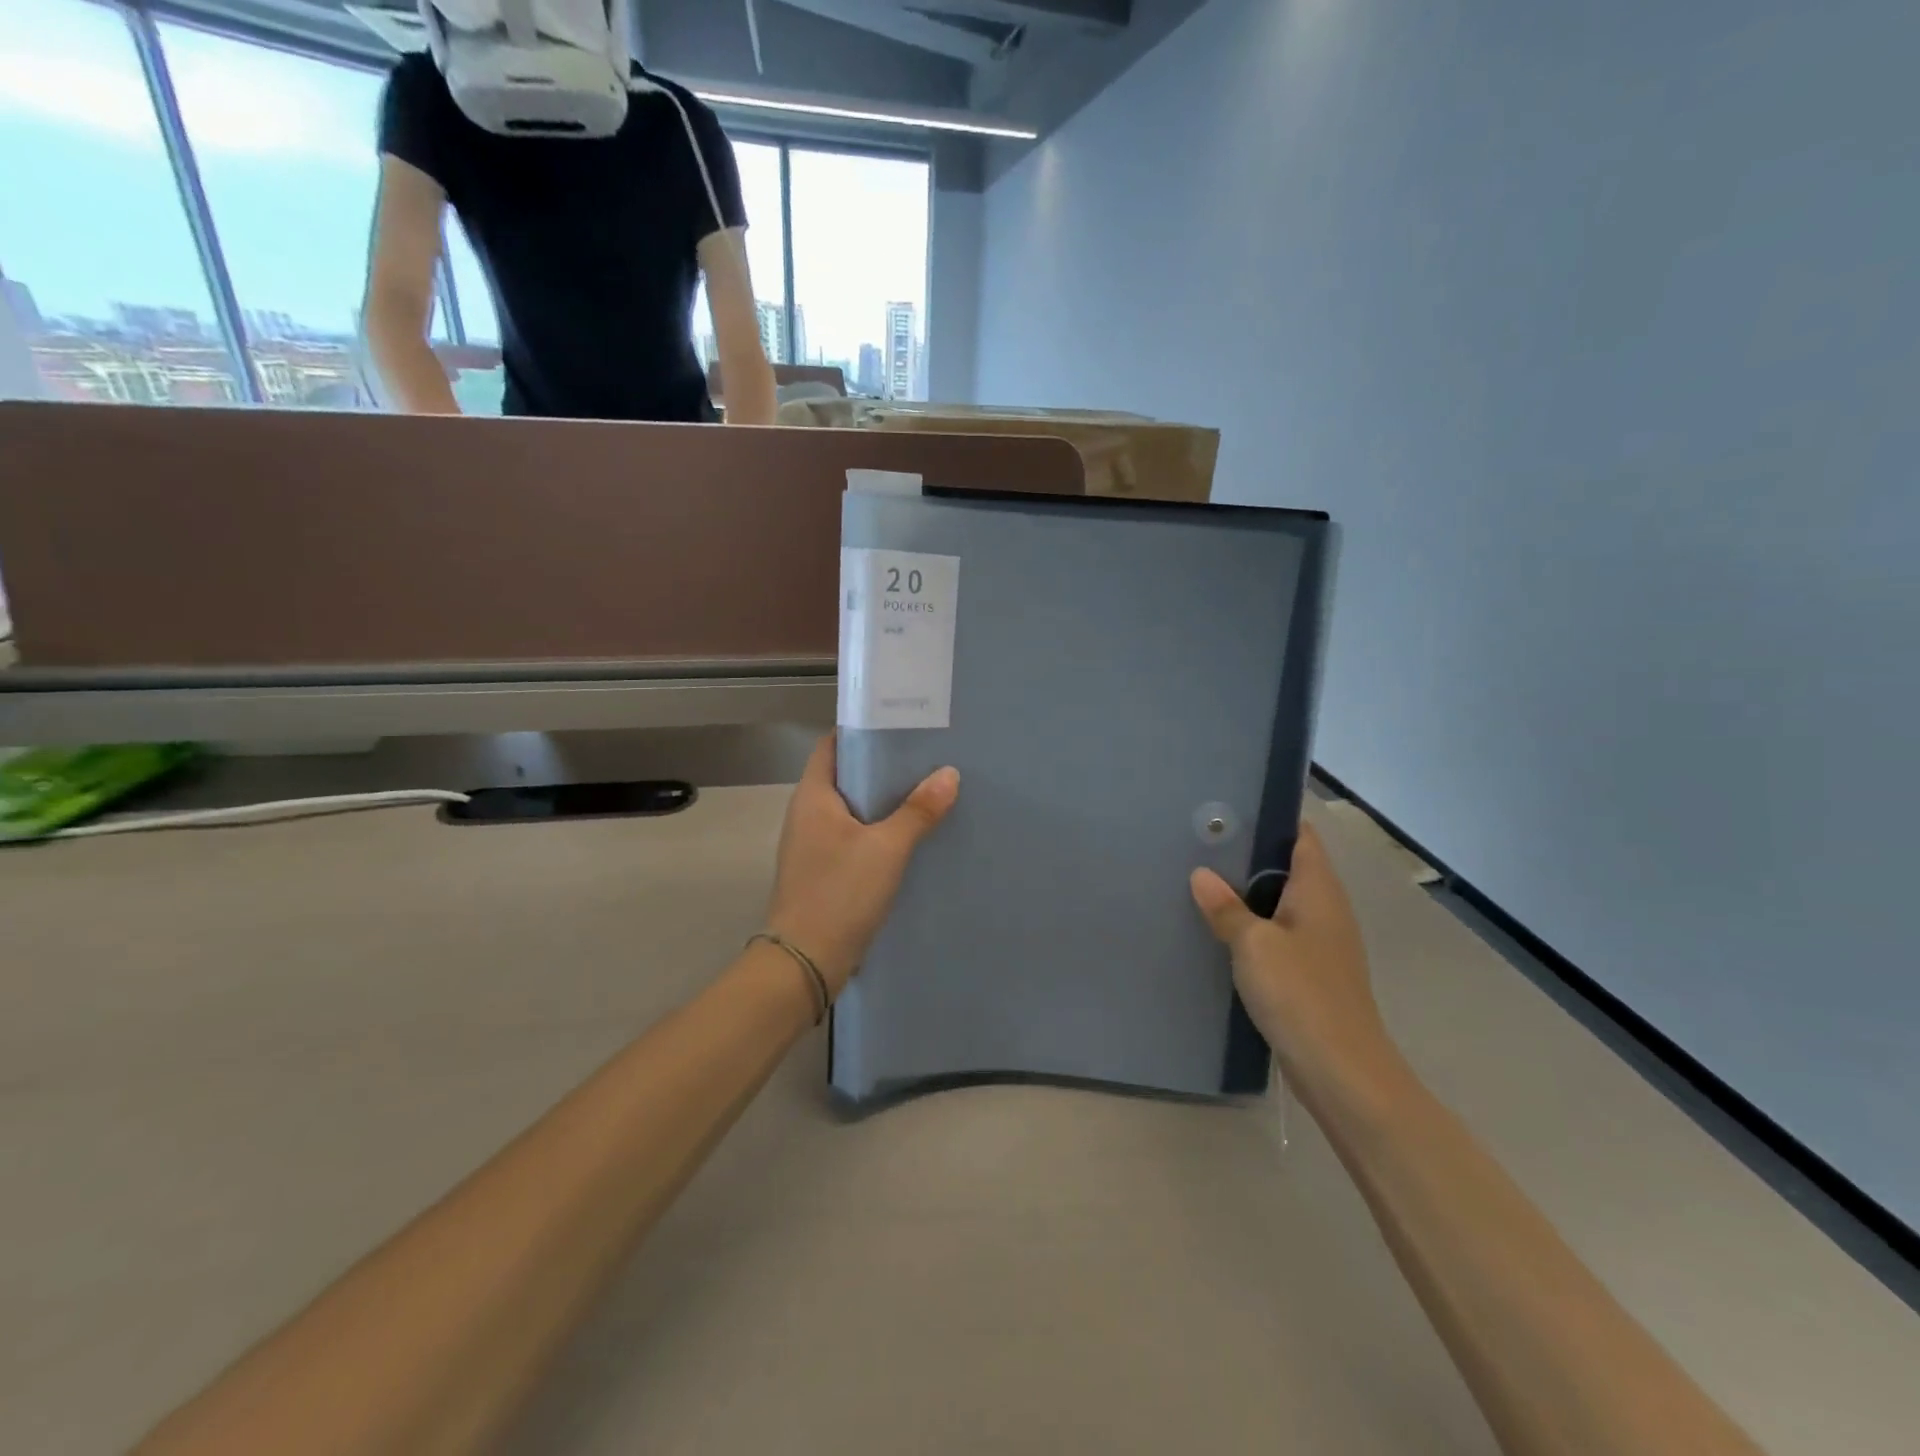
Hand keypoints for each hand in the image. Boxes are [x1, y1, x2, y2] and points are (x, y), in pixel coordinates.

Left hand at [765, 735, 959, 994]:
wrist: (805, 962)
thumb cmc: (839, 893)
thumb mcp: (886, 849)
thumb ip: (918, 811)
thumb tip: (949, 773)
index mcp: (813, 797)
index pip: (832, 745)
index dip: (861, 730)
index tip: (900, 723)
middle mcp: (807, 814)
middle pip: (845, 776)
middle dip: (882, 766)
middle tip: (925, 756)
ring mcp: (813, 845)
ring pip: (852, 809)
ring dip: (883, 801)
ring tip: (925, 790)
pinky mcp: (824, 870)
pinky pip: (854, 837)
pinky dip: (878, 830)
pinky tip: (910, 836)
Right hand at [1190, 822, 1396, 1107]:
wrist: (1341, 1070)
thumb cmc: (1300, 993)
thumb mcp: (1253, 945)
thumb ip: (1226, 907)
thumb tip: (1200, 874)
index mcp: (1319, 890)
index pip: (1301, 836)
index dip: (1272, 818)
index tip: (1230, 810)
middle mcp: (1325, 908)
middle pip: (1289, 866)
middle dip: (1250, 854)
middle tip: (1203, 843)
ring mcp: (1321, 941)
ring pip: (1282, 901)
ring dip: (1249, 891)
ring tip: (1203, 878)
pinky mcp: (1311, 970)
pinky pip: (1279, 931)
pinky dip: (1254, 923)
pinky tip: (1222, 928)